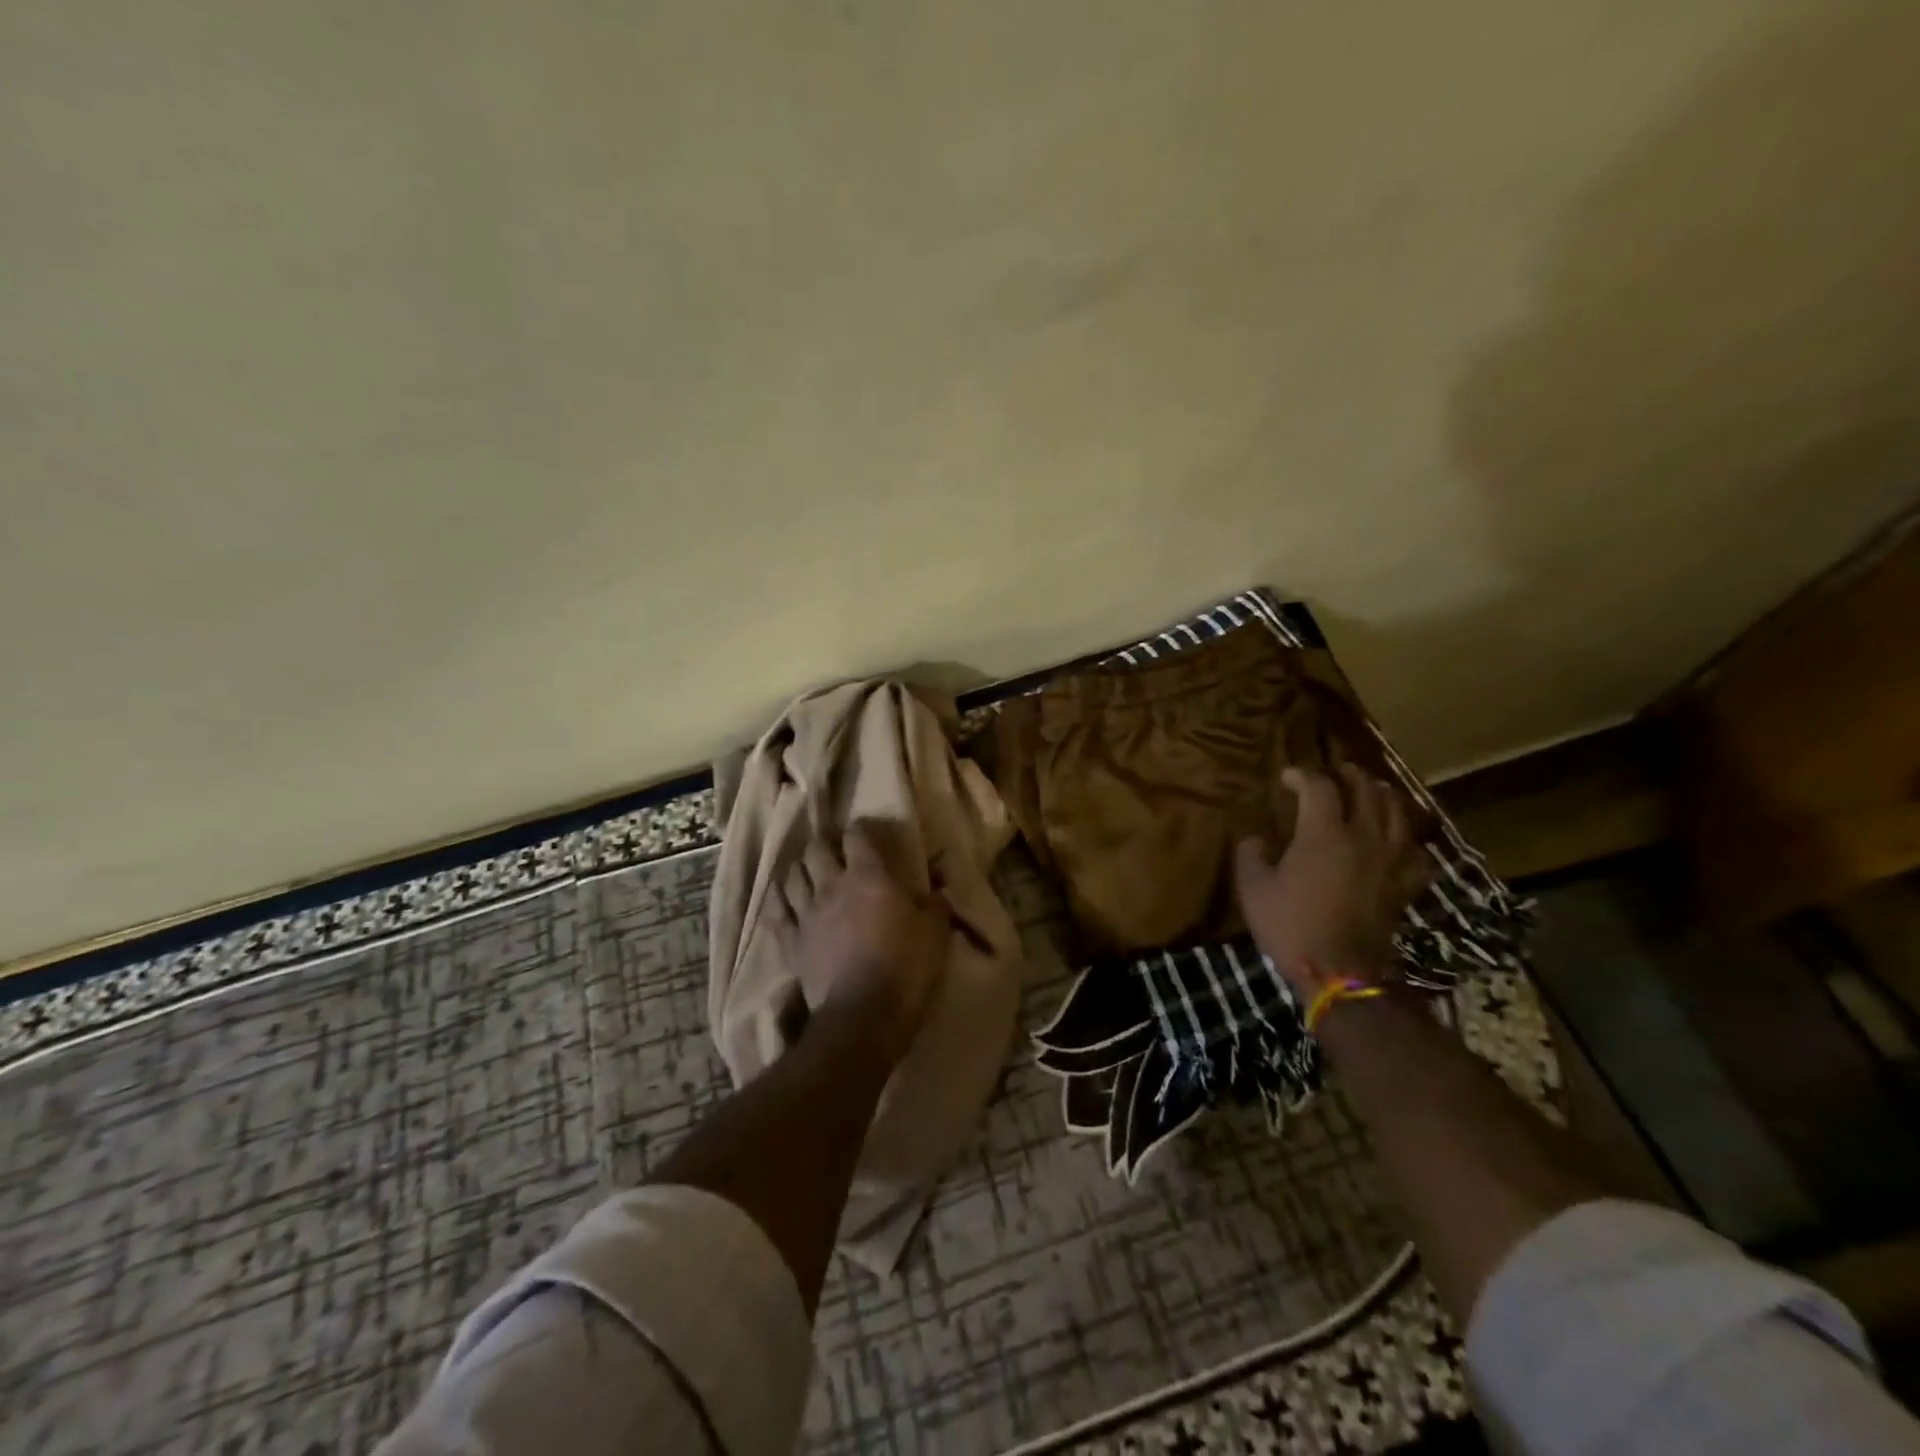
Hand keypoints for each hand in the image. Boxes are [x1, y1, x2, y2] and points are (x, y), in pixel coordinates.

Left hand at [784, 825, 950, 1063]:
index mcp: (869, 876)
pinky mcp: (791, 944)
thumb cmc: (907, 968)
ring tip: (805, 870)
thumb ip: (935, 904)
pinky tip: (778, 899)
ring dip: (799, 869)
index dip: (858, 831)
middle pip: (816, 850)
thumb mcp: (936, 933)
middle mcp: (832, 886)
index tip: (863, 832)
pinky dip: (777, 903)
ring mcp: (807, 915)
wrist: (865, 1016)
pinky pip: (776, 915)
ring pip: (792, 877)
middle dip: (823, 845)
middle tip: (830, 849)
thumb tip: (937, 890)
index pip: (856, 837)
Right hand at [1234, 764, 1431, 993]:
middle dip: (1348, 775)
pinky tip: (1397, 841)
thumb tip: (1255, 838)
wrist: (1340, 972)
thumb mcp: (1253, 888)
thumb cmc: (1290, 926)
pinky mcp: (1405, 884)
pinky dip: (1406, 838)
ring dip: (1382, 795)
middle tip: (1333, 773)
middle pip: (1366, 789)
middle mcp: (1363, 836)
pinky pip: (1416, 851)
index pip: (1318, 786)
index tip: (1286, 778)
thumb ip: (1251, 854)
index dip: (1301, 775)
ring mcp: (1391, 860)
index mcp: (1324, 833)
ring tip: (1370, 792)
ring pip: (1397, 812)